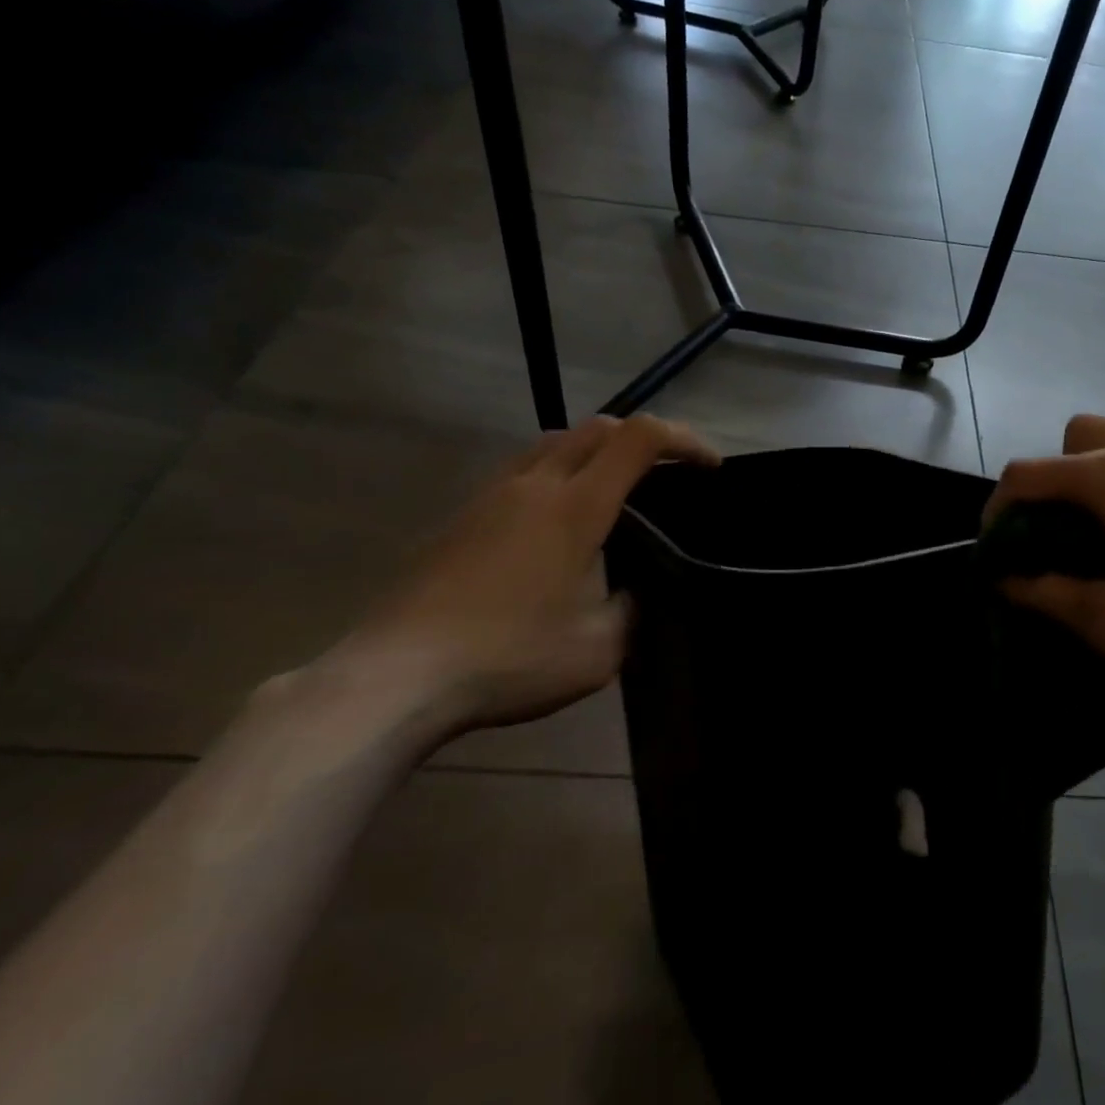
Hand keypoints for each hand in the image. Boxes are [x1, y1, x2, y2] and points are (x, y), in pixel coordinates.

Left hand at [320, 414, 717, 737]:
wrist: (395, 676)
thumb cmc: (506, 660)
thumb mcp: (596, 652)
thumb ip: (629, 612)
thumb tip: (629, 594)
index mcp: (575, 507)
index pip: (639, 439)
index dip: (684, 440)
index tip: (709, 466)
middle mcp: (534, 485)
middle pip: (597, 428)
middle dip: (643, 438)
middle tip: (667, 475)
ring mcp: (490, 496)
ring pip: (553, 443)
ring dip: (595, 452)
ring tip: (612, 492)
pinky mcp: (460, 517)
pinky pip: (521, 471)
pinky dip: (556, 474)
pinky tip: (554, 525)